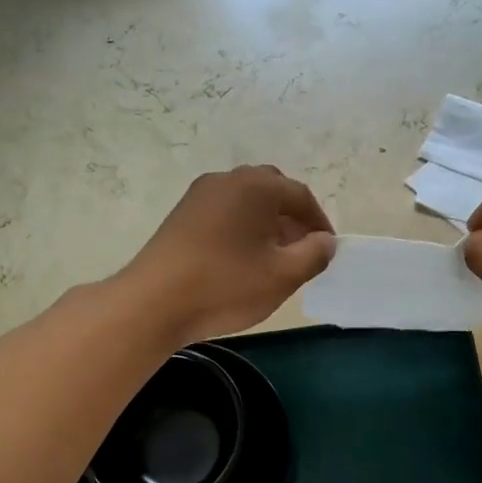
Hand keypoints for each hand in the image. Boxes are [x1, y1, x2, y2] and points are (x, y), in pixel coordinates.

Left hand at [122, 166, 335, 345]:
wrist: (154, 302)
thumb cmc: (226, 286)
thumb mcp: (282, 276)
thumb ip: (313, 255)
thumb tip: (325, 242)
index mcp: (256, 186)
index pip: (300, 196)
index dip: (319, 223)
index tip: (327, 250)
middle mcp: (227, 180)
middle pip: (272, 192)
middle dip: (292, 218)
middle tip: (301, 250)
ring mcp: (199, 196)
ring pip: (246, 202)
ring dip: (266, 224)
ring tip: (273, 259)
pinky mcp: (181, 216)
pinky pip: (224, 213)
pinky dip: (241, 229)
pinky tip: (241, 260)